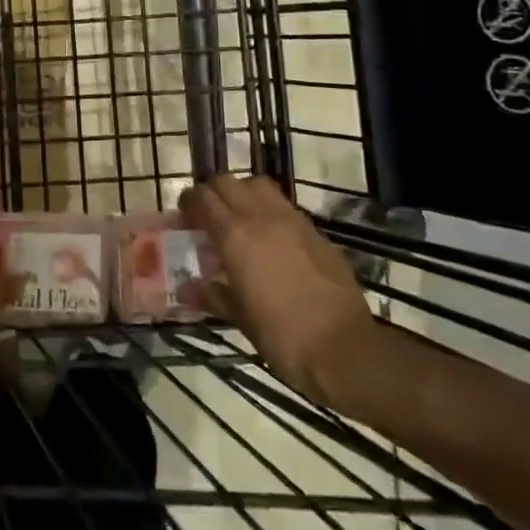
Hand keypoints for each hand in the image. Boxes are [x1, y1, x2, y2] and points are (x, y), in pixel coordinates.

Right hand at [178, 175, 381, 413]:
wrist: (345, 348)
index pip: (203, 198)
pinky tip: (271, 237)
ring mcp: (291, 219)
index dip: (189, 202)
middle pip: (227, 181)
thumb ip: (212, 296)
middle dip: (212, 192)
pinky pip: (284, 205)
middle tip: (208, 215)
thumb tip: (185, 289)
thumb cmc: (283, 336)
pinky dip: (269, 209)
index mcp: (234, 236)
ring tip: (239, 218)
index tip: (184, 216)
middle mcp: (260, 217)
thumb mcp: (241, 319)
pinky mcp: (315, 230)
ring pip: (258, 184)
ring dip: (242, 192)